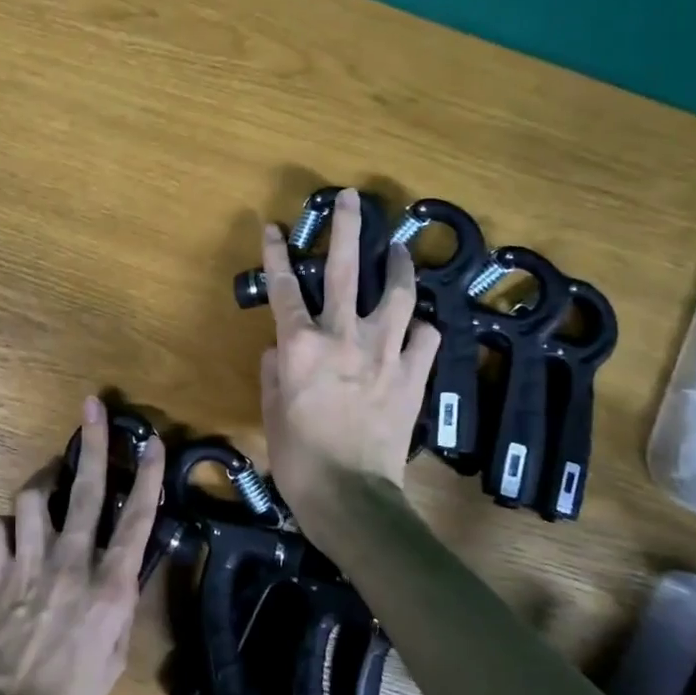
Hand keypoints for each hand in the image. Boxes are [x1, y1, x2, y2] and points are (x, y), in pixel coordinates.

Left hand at [0, 395, 165, 694]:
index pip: (138, 519)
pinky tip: (11, 538)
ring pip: (33, 497)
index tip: (153, 442)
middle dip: (93, 443)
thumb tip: (123, 572)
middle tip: (93, 406)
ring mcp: (30, 564)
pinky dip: (5, 527)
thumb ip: (119, 605)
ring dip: (42, 487)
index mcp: (110, 586)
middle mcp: (72, 563)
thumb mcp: (115, 657)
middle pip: (87, 489)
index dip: (149, 476)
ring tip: (47, 490)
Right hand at [258, 188, 438, 522]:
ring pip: (396, 293)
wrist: (351, 496)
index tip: (274, 226)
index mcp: (301, 345)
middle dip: (347, 228)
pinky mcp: (413, 374)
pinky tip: (416, 325)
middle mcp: (343, 336)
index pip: (283, 287)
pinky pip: (424, 337)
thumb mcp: (271, 410)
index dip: (276, 253)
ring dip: (397, 265)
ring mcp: (384, 352)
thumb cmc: (299, 456)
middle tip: (352, 198)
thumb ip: (275, 370)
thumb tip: (281, 346)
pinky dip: (420, 327)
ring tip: (399, 249)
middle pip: (344, 269)